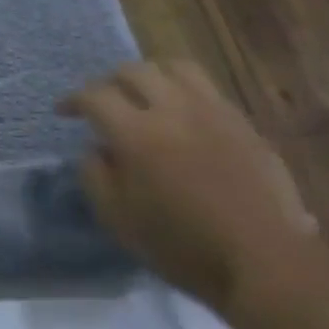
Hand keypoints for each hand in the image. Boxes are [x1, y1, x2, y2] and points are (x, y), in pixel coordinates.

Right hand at [61, 61, 321, 314]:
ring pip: (176, 68)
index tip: (64, 112)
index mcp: (137, 134)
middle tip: (102, 101)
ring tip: (144, 94)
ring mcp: (215, 113)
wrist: (264, 260)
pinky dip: (184, 91)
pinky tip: (181, 116)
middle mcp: (174, 111)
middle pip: (135, 70)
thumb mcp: (117, 219)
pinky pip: (207, 89)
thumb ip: (95, 175)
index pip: (95, 96)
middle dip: (109, 81)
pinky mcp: (245, 125)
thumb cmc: (182, 246)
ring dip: (151, 75)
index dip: (73, 99)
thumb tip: (97, 148)